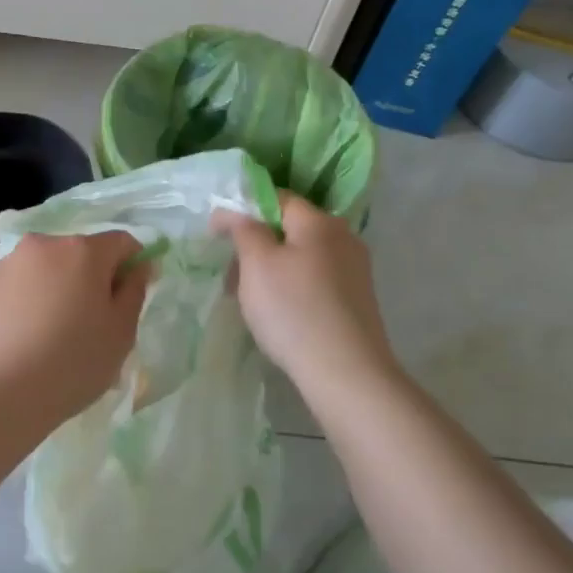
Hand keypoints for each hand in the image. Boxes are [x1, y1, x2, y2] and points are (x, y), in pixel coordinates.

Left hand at [0, 231, 150, 429]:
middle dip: (91, 279)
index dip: (133, 266)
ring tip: (52, 336)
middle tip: (91, 325)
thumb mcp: (120, 333)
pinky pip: (17, 287)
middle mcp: (43, 245)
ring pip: (46, 269)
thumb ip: (134, 291)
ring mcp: (7, 264)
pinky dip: (27, 303)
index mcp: (83, 251)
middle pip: (80, 253)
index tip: (128, 300)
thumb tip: (138, 266)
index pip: (122, 242)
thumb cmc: (71, 364)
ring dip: (57, 289)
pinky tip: (23, 341)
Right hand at [215, 192, 395, 394]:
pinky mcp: (356, 300)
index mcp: (320, 221)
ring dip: (271, 269)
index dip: (242, 209)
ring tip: (248, 299)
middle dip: (256, 245)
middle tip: (230, 273)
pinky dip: (291, 288)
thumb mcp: (257, 264)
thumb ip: (243, 228)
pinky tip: (278, 314)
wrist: (347, 374)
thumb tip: (233, 210)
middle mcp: (343, 237)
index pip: (276, 198)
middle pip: (289, 228)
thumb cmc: (294, 310)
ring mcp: (354, 270)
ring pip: (301, 257)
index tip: (216, 233)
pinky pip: (315, 280)